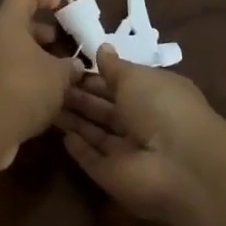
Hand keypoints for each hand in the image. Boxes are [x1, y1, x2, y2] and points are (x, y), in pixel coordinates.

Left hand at [0, 0, 80, 162]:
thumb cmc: (24, 87)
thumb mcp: (59, 76)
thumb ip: (69, 66)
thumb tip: (75, 65)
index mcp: (6, 21)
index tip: (61, 2)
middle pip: (15, 25)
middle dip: (40, 34)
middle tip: (62, 46)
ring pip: (6, 51)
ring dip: (29, 58)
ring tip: (54, 74)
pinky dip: (17, 77)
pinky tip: (36, 95)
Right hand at [58, 44, 223, 223]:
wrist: (177, 164)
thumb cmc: (160, 106)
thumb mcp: (136, 76)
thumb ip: (115, 66)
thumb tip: (102, 48)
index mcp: (154, 95)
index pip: (121, 84)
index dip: (97, 76)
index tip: (69, 67)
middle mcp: (143, 124)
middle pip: (106, 110)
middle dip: (81, 97)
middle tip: (52, 84)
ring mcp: (129, 153)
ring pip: (97, 133)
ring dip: (75, 119)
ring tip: (48, 103)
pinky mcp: (114, 177)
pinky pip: (93, 160)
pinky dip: (79, 149)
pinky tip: (62, 136)